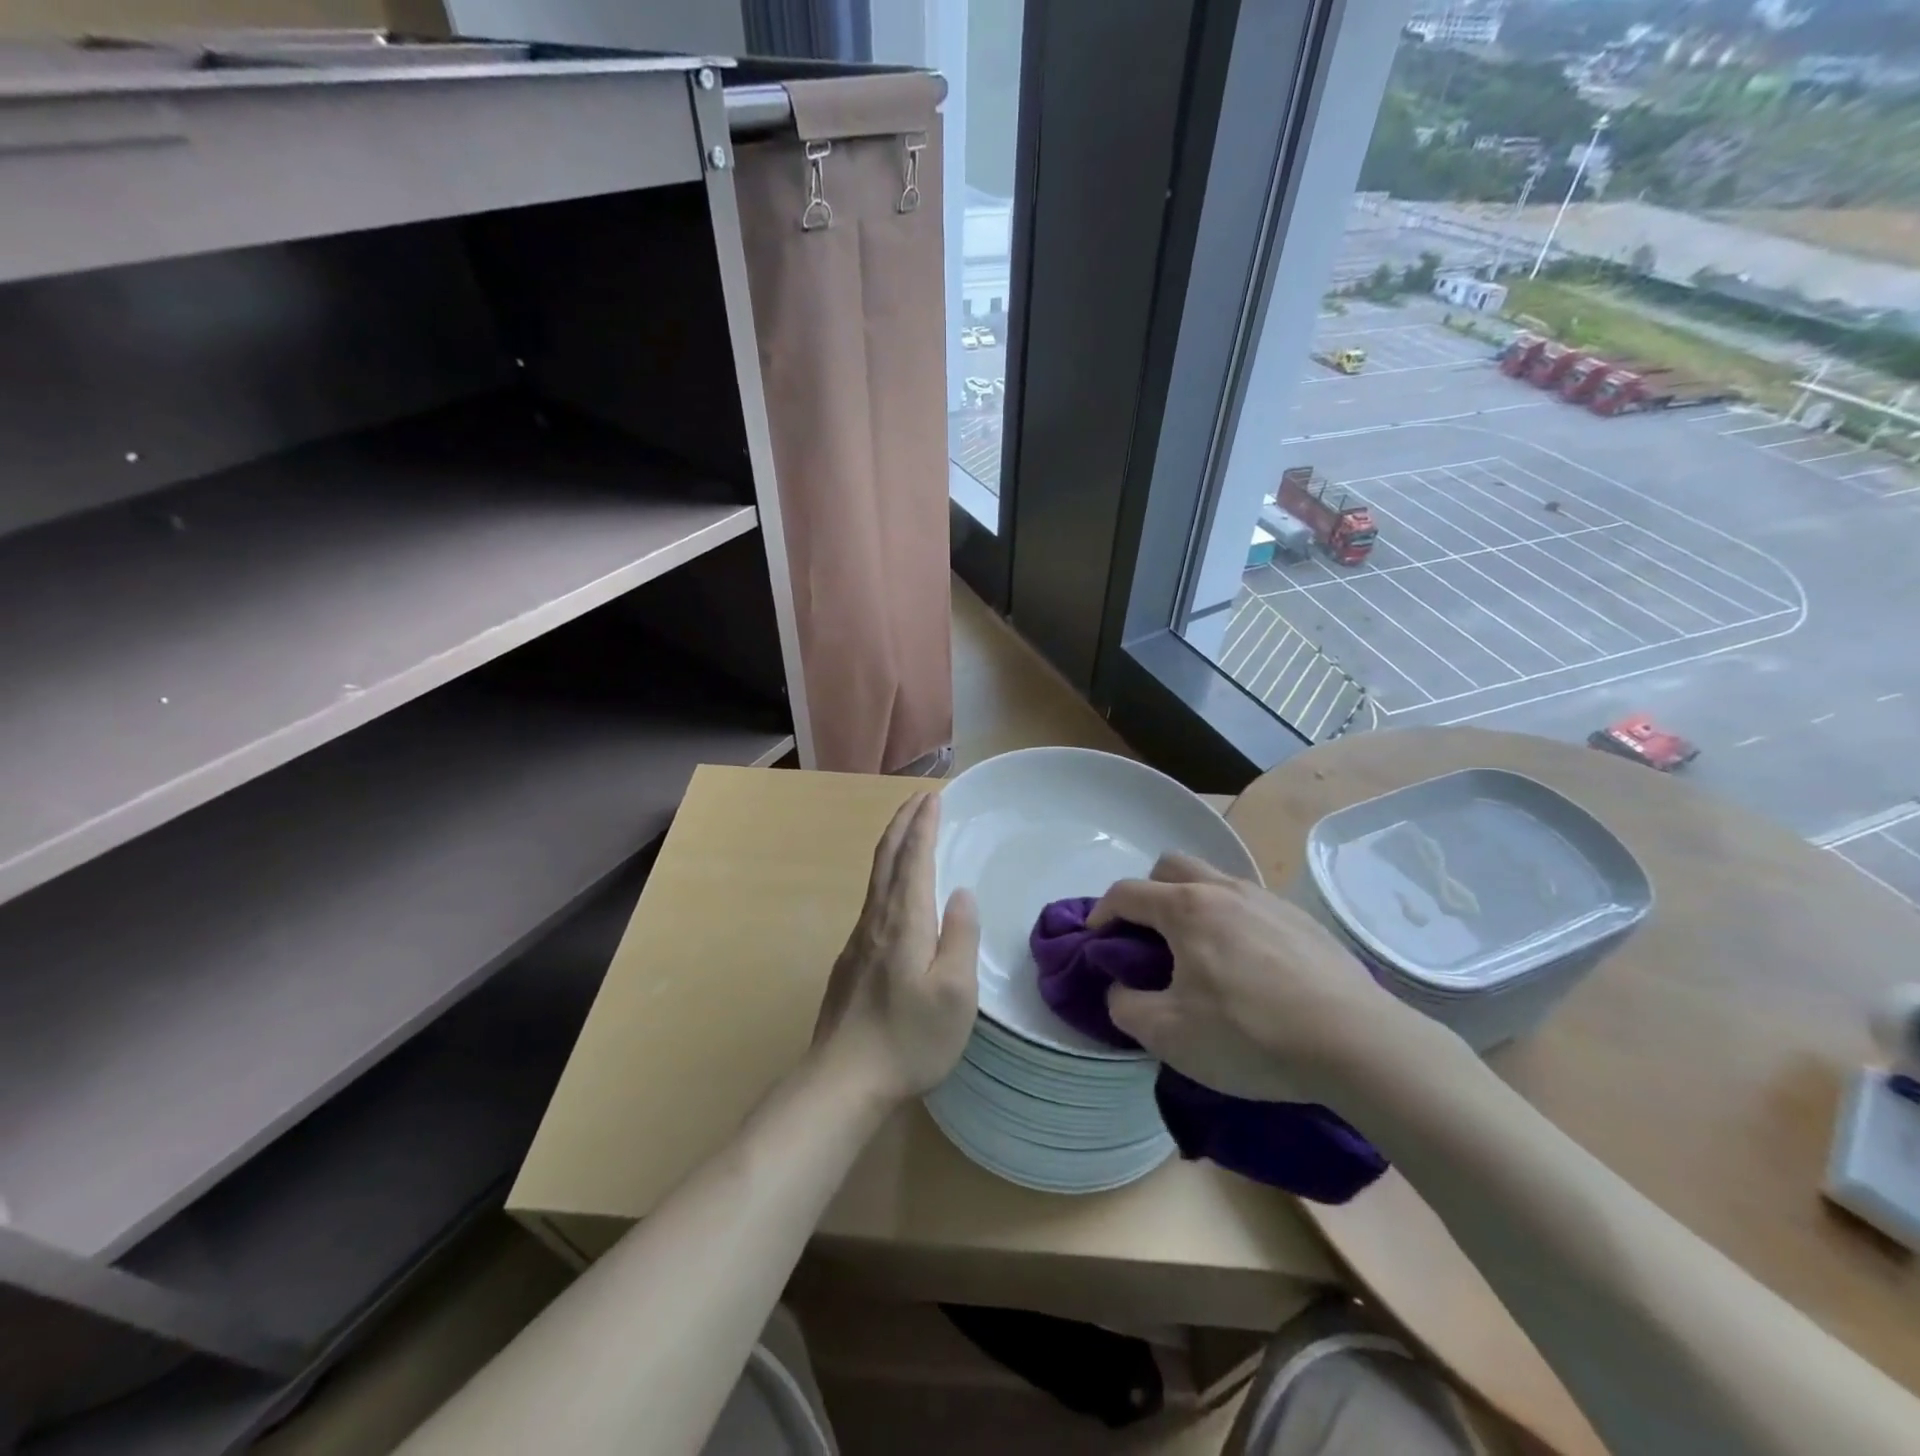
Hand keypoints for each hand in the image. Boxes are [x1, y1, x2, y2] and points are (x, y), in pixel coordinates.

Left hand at [812, 794, 980, 1103]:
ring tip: (909, 831)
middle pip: (886, 857)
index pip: (913, 857)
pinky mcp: (851, 960)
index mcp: (904, 921)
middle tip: (919, 798)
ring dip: (893, 845)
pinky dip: (886, 874)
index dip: (923, 824)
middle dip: (903, 823)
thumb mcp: (955, 993)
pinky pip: (872, 899)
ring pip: (876, 877)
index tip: (933, 797)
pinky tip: (894, 891)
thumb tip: (962, 893)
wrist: (843, 1080)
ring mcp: (859, 939)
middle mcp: (876, 919)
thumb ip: (960, 936)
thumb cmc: (909, 1038)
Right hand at [1091, 854, 1432, 1104]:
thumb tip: (1120, 989)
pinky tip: (1249, 967)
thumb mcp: (1168, 1034)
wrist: (1358, 1044)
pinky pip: (1252, 906)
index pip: (1126, 892)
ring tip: (1201, 954)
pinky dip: (1233, 922)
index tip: (1094, 940)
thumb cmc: (1250, 1034)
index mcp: (1186, 908)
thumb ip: (1126, 1006)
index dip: (1101, 912)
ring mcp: (1269, 901)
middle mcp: (1225, 890)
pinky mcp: (1304, 922)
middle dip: (1148, 893)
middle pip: (1171, 866)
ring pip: (1215, 881)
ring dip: (1193, 905)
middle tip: (1148, 937)